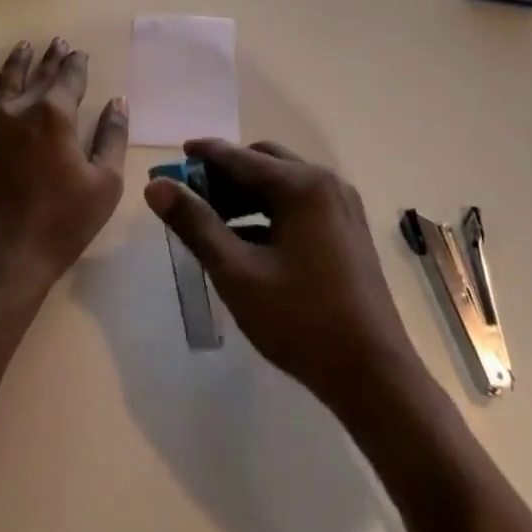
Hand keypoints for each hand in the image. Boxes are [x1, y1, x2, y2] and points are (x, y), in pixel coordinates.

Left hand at [0, 38, 128, 304]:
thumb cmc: (59, 226)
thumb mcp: (104, 185)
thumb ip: (112, 137)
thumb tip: (118, 101)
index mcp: (55, 116)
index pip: (69, 77)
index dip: (76, 63)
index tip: (80, 52)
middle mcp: (18, 110)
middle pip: (37, 74)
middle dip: (50, 57)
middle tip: (57, 41)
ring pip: (4, 81)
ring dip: (17, 62)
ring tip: (24, 48)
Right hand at [144, 139, 419, 413]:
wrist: (374, 375)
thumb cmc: (301, 321)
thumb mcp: (237, 273)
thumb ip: (195, 224)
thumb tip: (157, 186)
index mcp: (301, 185)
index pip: (240, 157)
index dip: (204, 155)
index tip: (175, 156)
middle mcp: (325, 183)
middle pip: (264, 162)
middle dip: (226, 174)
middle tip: (192, 195)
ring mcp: (341, 206)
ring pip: (283, 183)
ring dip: (247, 194)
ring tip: (212, 220)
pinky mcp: (347, 230)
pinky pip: (300, 204)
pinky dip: (270, 212)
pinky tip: (247, 241)